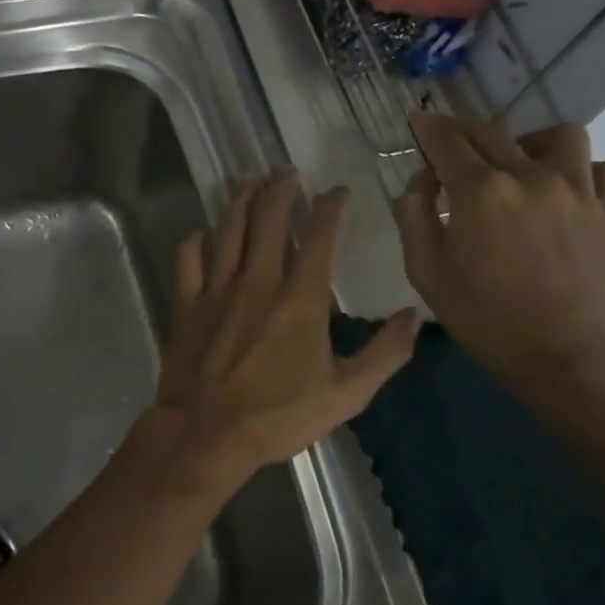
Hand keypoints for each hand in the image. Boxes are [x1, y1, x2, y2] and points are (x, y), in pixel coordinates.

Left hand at [151, 171, 419, 487]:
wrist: (206, 434)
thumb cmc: (278, 416)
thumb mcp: (346, 395)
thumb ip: (385, 354)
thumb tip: (415, 316)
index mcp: (300, 299)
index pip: (319, 236)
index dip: (331, 207)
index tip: (338, 191)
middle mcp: (258, 281)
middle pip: (268, 219)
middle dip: (280, 189)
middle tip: (287, 170)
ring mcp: (217, 289)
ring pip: (228, 229)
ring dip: (240, 199)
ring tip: (249, 178)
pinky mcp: (188, 303)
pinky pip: (190, 257)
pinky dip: (198, 238)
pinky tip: (205, 231)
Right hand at [393, 112, 604, 396]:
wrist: (563, 357)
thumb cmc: (484, 318)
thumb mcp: (425, 272)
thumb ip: (413, 217)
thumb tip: (421, 180)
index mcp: (478, 191)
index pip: (447, 141)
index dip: (428, 126)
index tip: (418, 117)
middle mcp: (528, 176)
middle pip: (493, 132)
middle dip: (465, 131)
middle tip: (453, 143)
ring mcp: (577, 190)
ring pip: (558, 136)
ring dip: (531, 141)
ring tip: (520, 163)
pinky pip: (603, 169)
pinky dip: (582, 170)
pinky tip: (565, 189)